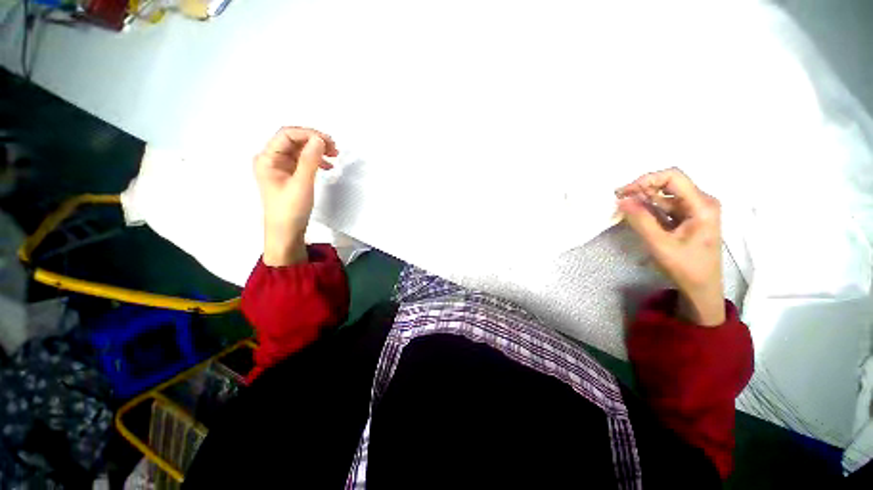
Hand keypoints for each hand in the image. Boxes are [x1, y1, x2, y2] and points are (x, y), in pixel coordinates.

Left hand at [254, 127, 337, 266]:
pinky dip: (316, 161)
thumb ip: (310, 160)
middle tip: (334, 149)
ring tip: (334, 156)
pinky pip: (303, 161)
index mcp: (267, 158)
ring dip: (317, 150)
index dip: (308, 134)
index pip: (287, 135)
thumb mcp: (302, 184)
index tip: (328, 142)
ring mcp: (280, 167)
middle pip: (293, 140)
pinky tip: (327, 166)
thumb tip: (319, 139)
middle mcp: (272, 159)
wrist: (286, 232)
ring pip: (300, 150)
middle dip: (314, 141)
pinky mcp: (289, 175)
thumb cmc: (290, 209)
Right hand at [616, 168, 725, 325]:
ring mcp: (694, 210)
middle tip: (619, 199)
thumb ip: (640, 220)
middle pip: (669, 183)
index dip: (647, 179)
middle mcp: (701, 202)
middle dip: (642, 188)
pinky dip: (648, 208)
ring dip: (643, 199)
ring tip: (622, 206)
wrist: (701, 288)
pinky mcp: (687, 218)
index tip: (625, 192)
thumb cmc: (685, 267)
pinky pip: (665, 206)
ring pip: (664, 195)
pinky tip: (634, 213)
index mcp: (702, 205)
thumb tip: (622, 200)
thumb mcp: (659, 244)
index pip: (673, 177)